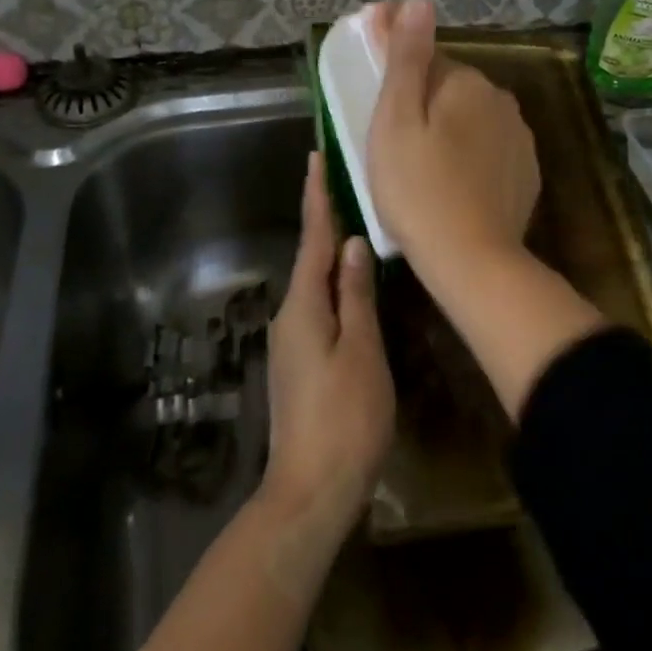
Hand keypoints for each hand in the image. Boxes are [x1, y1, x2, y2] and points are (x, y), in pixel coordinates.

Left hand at [262, 154, 394, 531]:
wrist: (311, 491)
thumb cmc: (344, 418)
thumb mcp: (362, 351)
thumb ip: (356, 295)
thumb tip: (351, 244)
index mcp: (303, 307)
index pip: (312, 239)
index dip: (316, 197)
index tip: (314, 158)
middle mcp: (290, 316)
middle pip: (310, 258)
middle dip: (325, 221)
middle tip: (345, 184)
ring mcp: (291, 343)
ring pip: (315, 285)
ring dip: (330, 255)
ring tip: (356, 226)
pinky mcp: (300, 364)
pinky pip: (318, 308)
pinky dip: (334, 287)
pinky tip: (353, 287)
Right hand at [366, 0, 540, 268]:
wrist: (472, 260)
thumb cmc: (418, 187)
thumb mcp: (396, 119)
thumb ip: (407, 56)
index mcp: (466, 81)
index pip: (427, 58)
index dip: (398, 68)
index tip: (376, 89)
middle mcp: (501, 99)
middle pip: (451, 87)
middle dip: (423, 101)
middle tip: (391, 138)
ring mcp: (519, 138)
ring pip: (471, 118)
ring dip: (448, 127)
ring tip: (420, 165)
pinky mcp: (526, 172)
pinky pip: (489, 149)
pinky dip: (469, 155)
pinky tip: (451, 183)